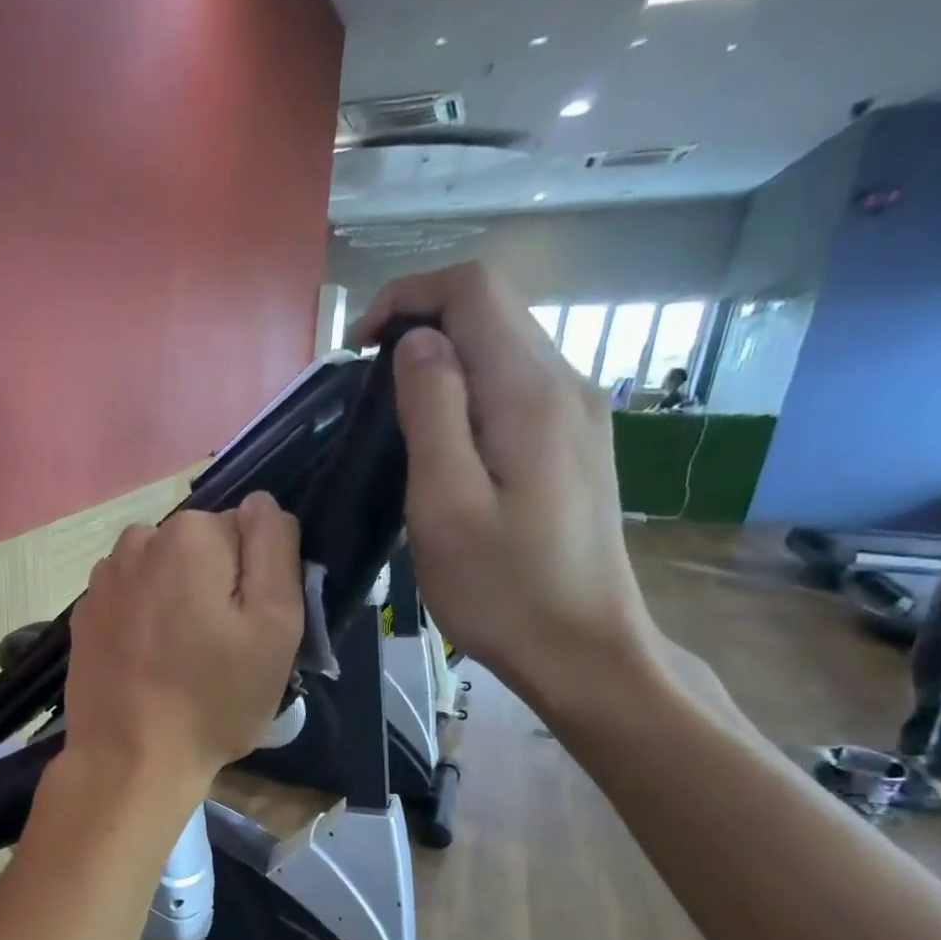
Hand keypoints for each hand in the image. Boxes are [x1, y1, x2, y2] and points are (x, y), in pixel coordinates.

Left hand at [63, 494, 302, 800]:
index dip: (252, 581)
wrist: (129, 759)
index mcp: (188, 535)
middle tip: (219, 650)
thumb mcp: (275, 622)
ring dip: (174, 603)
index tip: (249, 628)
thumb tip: (260, 503)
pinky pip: (128, 603)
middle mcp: (136, 542)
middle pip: (197, 552)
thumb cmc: (213, 696)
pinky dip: (142, 624)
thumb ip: (274, 548)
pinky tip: (146, 666)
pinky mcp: (82, 617)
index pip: (242, 533)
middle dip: (212, 587)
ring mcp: (101, 581)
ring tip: (180, 662)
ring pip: (160, 576)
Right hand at [351, 263, 659, 714]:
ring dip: (443, 360)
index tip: (358, 347)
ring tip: (394, 415)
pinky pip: (515, 388)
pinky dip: (468, 390)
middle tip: (367, 385)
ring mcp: (577, 415)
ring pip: (504, 347)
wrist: (581, 649)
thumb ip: (432, 412)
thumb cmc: (501, 589)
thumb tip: (417, 344)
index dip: (409, 295)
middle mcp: (566, 385)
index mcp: (531, 394)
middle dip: (422, 323)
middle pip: (494, 310)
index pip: (475, 290)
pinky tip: (441, 440)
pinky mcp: (573, 444)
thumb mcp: (445, 505)